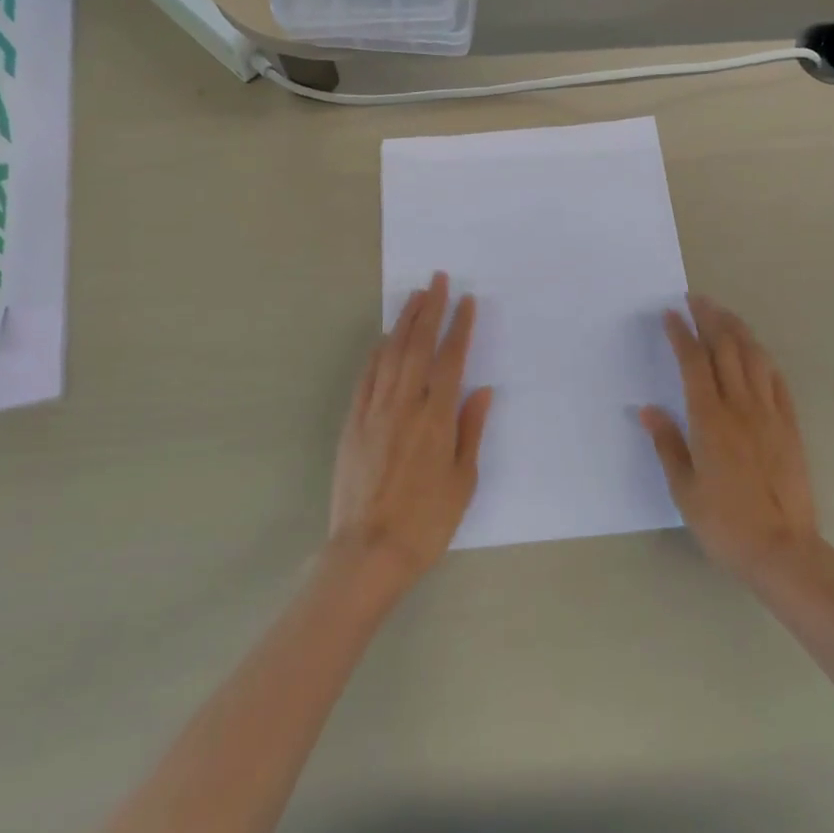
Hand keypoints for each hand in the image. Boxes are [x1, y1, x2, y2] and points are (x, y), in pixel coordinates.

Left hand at [329, 273, 493, 588]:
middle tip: (437, 280)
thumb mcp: (463, 480)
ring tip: (414, 298)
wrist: (369, 551)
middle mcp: (403, 405)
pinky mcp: (352, 424)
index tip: (466, 301)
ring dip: (402, 323)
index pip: (450, 359)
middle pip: (417, 346)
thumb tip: (481, 390)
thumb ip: (470, 430)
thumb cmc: (427, 521)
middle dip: (429, 310)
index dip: (459, 327)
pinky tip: (383, 340)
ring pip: (389, 355)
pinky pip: (365, 378)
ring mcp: (373, 412)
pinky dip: (376, 353)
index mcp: (435, 418)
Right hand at [643, 295, 819, 581]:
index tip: (670, 314)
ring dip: (738, 330)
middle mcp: (741, 408)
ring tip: (724, 314)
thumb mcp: (684, 489)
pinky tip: (756, 352)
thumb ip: (667, 444)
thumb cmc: (724, 524)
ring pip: (754, 358)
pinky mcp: (790, 427)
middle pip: (726, 350)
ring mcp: (769, 415)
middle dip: (710, 319)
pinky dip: (763, 359)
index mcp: (710, 421)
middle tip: (697, 299)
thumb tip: (647, 410)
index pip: (694, 364)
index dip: (682, 335)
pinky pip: (777, 381)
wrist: (782, 550)